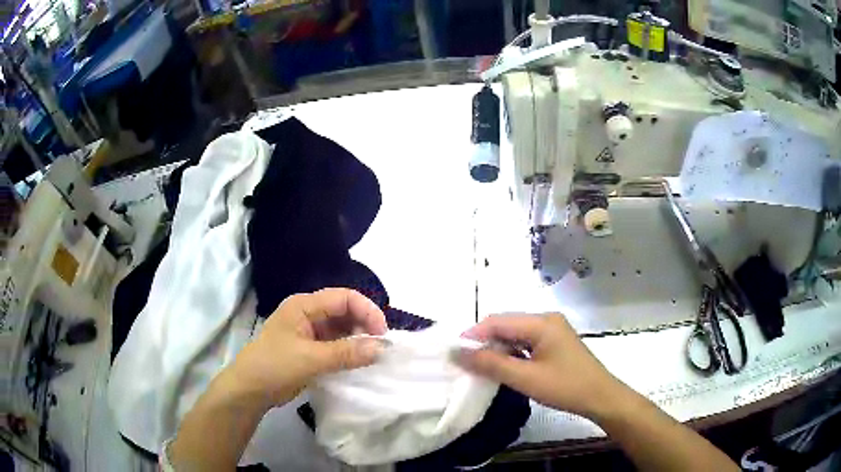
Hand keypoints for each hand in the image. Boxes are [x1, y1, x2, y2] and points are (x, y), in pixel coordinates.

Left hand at [227, 288, 387, 408]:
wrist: (249, 390)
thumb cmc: (275, 366)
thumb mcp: (311, 359)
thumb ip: (347, 353)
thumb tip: (382, 348)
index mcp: (304, 305)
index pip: (344, 298)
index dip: (367, 311)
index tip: (383, 334)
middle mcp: (308, 314)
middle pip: (344, 311)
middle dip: (364, 326)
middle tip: (379, 348)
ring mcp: (308, 332)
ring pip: (341, 328)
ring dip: (358, 340)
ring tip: (372, 356)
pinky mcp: (310, 349)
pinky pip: (336, 344)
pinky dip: (349, 351)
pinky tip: (359, 362)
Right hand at [456, 314, 625, 420]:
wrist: (600, 397)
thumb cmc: (565, 387)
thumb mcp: (525, 378)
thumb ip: (491, 364)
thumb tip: (458, 353)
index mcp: (542, 322)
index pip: (498, 321)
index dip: (474, 335)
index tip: (454, 353)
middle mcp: (546, 320)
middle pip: (506, 325)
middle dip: (485, 342)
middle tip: (465, 363)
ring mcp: (552, 331)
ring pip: (515, 335)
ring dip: (497, 349)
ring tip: (480, 368)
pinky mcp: (554, 343)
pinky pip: (526, 343)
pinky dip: (511, 354)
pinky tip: (503, 368)